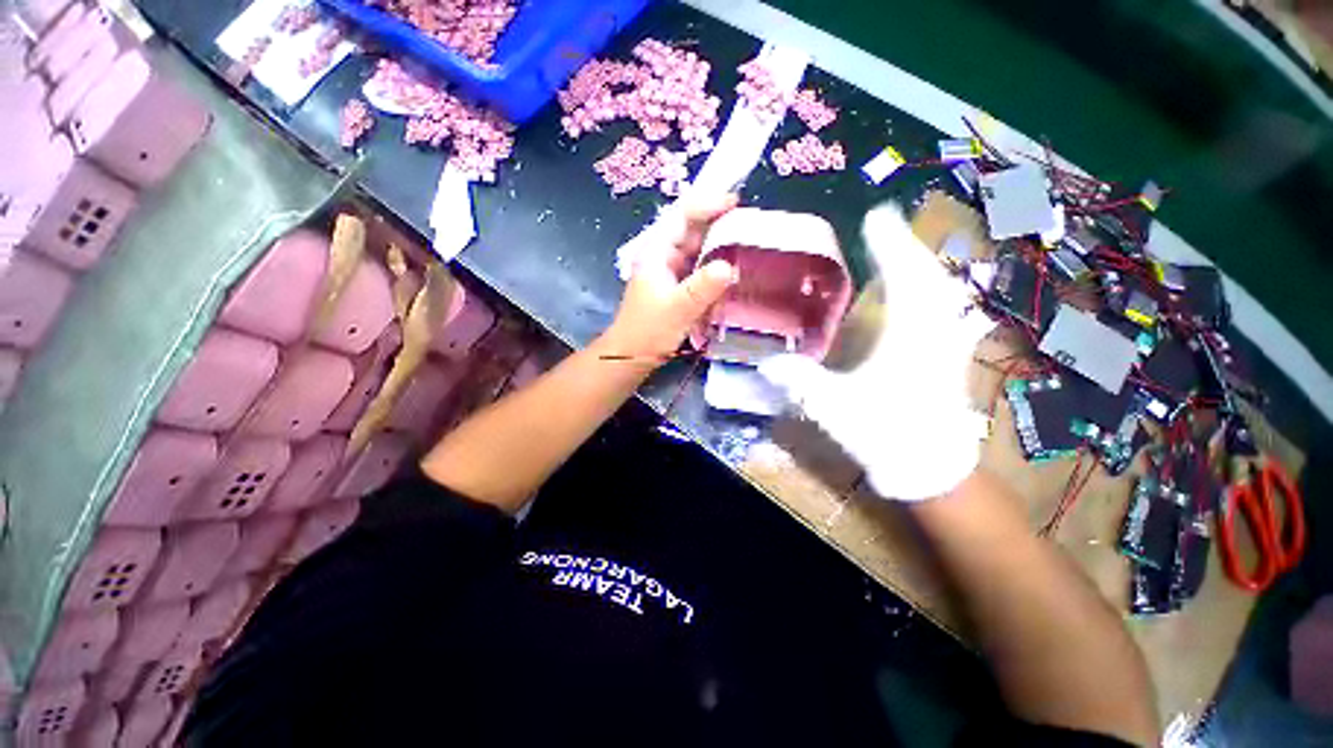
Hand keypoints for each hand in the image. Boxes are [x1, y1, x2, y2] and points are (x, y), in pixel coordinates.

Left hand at [600, 192, 738, 361]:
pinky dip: (715, 268)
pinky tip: (731, 271)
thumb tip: (728, 266)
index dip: (707, 204)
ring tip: (747, 245)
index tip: (735, 203)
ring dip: (720, 247)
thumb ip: (702, 288)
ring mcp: (671, 271)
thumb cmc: (648, 331)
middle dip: (719, 225)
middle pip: (693, 230)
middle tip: (750, 227)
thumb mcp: (677, 309)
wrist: (632, 355)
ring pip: (698, 250)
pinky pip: (700, 269)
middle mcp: (664, 255)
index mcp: (657, 251)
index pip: (682, 216)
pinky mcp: (678, 286)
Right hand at [759, 204, 994, 500]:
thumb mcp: (833, 406)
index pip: (902, 276)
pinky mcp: (948, 357)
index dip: (888, 244)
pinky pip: (944, 311)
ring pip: (941, 291)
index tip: (875, 217)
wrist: (933, 471)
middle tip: (886, 227)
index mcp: (907, 335)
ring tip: (900, 252)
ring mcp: (946, 343)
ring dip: (920, 267)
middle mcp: (933, 331)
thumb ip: (799, 381)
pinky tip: (927, 295)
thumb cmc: (885, 436)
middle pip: (927, 276)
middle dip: (906, 248)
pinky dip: (932, 294)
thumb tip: (765, 362)